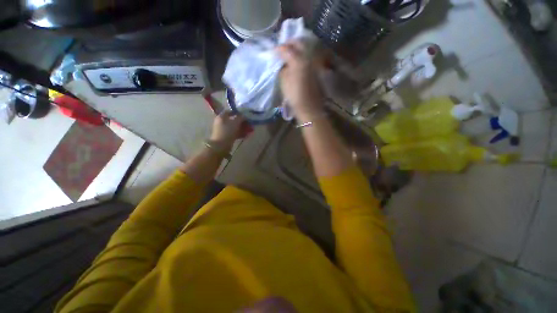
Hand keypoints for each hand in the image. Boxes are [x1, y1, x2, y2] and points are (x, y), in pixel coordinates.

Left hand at [209, 111, 247, 150]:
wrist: (221, 145)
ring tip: (250, 130)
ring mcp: (224, 130)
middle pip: (233, 120)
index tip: (245, 115)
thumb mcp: (235, 122)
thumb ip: (240, 117)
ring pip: (235, 127)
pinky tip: (246, 135)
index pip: (230, 112)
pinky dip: (241, 133)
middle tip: (249, 123)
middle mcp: (222, 122)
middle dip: (242, 122)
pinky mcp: (227, 136)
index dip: (238, 113)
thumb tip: (244, 116)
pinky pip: (235, 133)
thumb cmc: (227, 131)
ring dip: (243, 128)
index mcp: (222, 116)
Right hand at [277, 42, 323, 117]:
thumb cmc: (294, 96)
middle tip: (282, 48)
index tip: (273, 51)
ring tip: (289, 53)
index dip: (278, 49)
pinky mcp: (317, 68)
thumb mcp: (284, 82)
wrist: (309, 107)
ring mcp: (314, 62)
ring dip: (297, 48)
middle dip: (289, 43)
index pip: (286, 49)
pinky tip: (297, 60)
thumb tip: (283, 63)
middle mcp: (308, 57)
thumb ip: (283, 68)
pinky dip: (302, 55)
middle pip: (299, 43)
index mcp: (298, 60)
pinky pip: (309, 56)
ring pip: (305, 48)